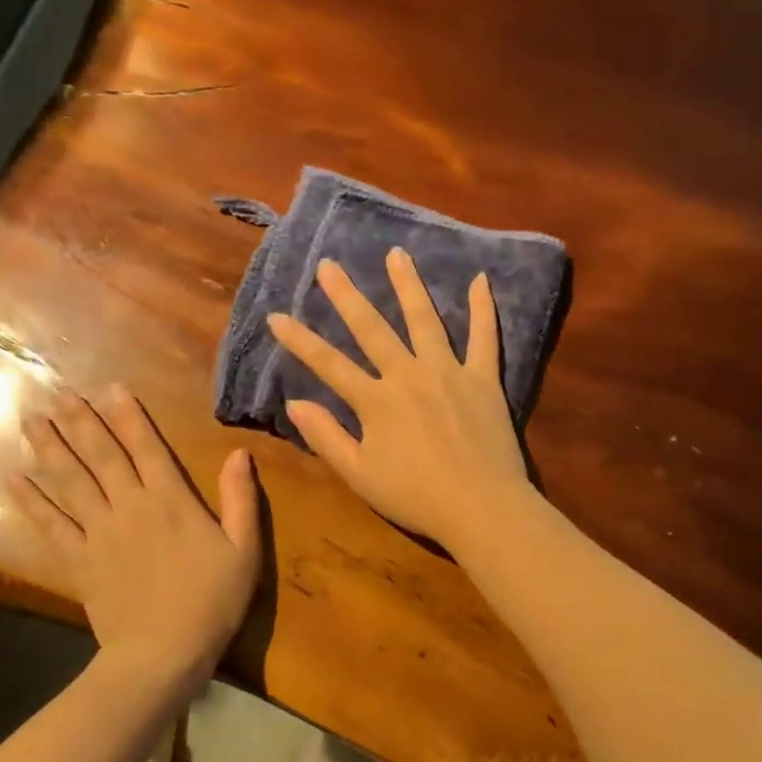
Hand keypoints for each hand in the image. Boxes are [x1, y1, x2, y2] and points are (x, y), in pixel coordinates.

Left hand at [16, 384, 259, 682]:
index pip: (147, 448)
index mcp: (170, 502)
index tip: (110, 387)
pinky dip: (31, 502)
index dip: (129, 416)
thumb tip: (240, 454)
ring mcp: (98, 534)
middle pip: (101, 457)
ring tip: (30, 420)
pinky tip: (14, 480)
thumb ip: (241, 500)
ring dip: (50, 449)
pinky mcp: (78, 561)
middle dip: (80, 422)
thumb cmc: (211, 602)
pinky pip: (50, 526)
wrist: (163, 652)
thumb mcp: (243, 550)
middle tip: (57, 393)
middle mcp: (129, 508)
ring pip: (69, 482)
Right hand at [267, 249, 530, 553]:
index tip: (276, 316)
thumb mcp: (360, 476)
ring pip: (425, 320)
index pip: (328, 364)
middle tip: (329, 265)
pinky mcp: (484, 380)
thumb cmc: (416, 498)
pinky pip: (484, 338)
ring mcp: (449, 372)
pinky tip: (481, 280)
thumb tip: (295, 403)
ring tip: (396, 254)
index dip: (300, 340)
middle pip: (372, 329)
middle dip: (346, 296)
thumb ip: (327, 437)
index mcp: (376, 401)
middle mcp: (409, 375)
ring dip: (408, 285)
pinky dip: (483, 309)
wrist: (481, 507)